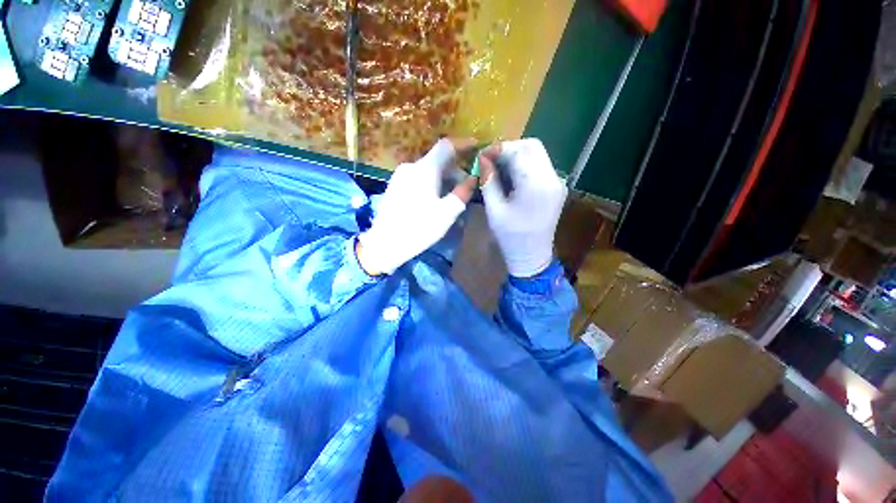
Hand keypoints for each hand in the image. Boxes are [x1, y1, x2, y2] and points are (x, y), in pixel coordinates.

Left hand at [357, 138, 476, 274]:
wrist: (385, 243)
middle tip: (467, 184)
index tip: (476, 147)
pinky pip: (418, 177)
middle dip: (455, 169)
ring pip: (427, 169)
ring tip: (452, 195)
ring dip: (443, 177)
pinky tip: (435, 198)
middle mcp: (410, 167)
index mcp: (424, 169)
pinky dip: (431, 182)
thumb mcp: (447, 213)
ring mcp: (400, 176)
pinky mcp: (394, 186)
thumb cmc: (419, 228)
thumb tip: (473, 178)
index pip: (446, 146)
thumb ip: (462, 192)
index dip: (463, 144)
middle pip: (437, 160)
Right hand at [478, 139, 566, 277]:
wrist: (532, 256)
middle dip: (509, 148)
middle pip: (532, 146)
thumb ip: (489, 181)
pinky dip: (525, 165)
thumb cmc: (510, 237)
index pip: (519, 151)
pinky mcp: (557, 187)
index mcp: (535, 185)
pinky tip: (512, 176)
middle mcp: (552, 178)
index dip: (499, 149)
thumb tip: (483, 159)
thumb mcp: (494, 210)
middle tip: (491, 160)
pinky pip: (541, 166)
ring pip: (538, 154)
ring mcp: (557, 182)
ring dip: (517, 155)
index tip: (483, 155)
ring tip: (499, 167)